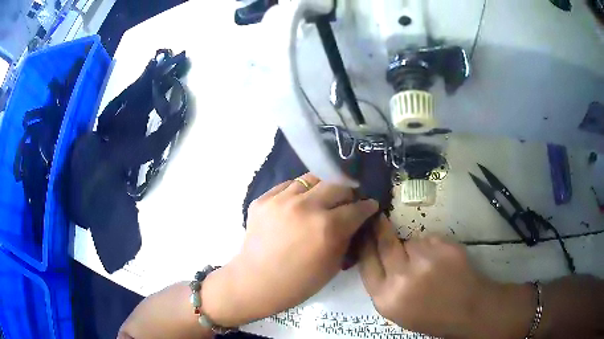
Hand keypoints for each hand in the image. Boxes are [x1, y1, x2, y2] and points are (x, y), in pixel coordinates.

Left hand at [203, 173, 378, 326]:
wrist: (256, 282)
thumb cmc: (298, 282)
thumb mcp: (333, 265)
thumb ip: (347, 237)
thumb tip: (355, 220)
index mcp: (327, 227)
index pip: (357, 207)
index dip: (368, 206)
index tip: (370, 205)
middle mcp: (306, 206)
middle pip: (337, 185)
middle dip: (348, 192)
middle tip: (347, 201)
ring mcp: (281, 200)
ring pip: (312, 179)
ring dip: (323, 189)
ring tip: (322, 199)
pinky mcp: (263, 199)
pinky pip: (288, 186)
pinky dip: (299, 192)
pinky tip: (299, 204)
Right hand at [358, 216, 535, 338]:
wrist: (468, 309)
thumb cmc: (431, 316)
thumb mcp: (398, 311)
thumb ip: (384, 286)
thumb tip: (377, 257)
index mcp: (386, 298)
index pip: (366, 263)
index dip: (364, 245)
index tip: (363, 233)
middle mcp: (401, 278)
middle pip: (384, 243)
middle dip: (380, 229)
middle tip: (379, 218)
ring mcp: (424, 260)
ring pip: (410, 241)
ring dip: (413, 246)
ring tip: (427, 262)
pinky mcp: (443, 247)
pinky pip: (429, 239)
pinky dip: (431, 246)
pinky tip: (440, 261)